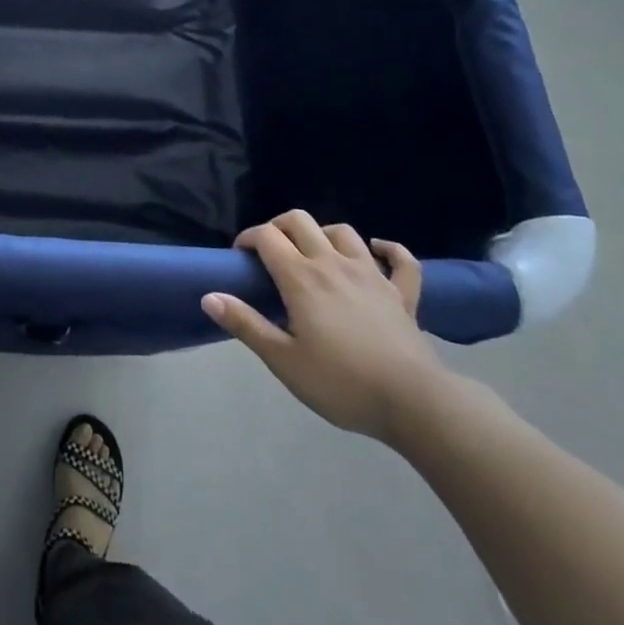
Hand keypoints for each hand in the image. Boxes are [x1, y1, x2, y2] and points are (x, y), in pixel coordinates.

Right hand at [202, 212, 444, 442]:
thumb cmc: (341, 383)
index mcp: (302, 277)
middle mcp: (334, 263)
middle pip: (301, 221)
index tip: (240, 257)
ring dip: (324, 234)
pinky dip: (388, 249)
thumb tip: (209, 296)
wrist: (414, 403)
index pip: (267, 236)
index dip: (248, 238)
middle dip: (279, 227)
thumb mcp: (284, 361)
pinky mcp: (402, 293)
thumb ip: (246, 324)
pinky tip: (377, 251)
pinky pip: (400, 259)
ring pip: (344, 231)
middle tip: (271, 253)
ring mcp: (372, 274)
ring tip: (315, 253)